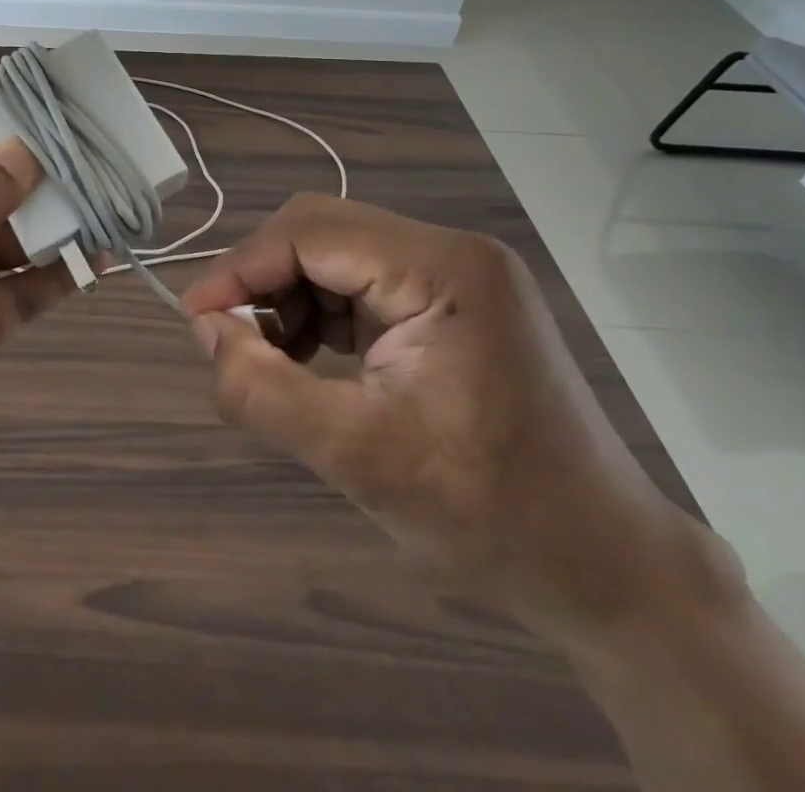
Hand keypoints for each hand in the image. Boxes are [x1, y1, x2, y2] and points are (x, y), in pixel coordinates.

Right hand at [185, 195, 720, 637]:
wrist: (610, 571)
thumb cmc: (493, 516)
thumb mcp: (359, 458)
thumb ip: (264, 390)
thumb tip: (204, 331)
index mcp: (443, 269)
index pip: (310, 233)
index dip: (240, 269)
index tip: (194, 319)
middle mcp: (450, 252)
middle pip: (320, 232)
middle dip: (263, 281)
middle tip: (228, 339)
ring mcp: (455, 275)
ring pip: (333, 255)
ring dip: (287, 297)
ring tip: (271, 360)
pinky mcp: (450, 303)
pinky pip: (358, 284)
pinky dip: (318, 314)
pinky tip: (309, 359)